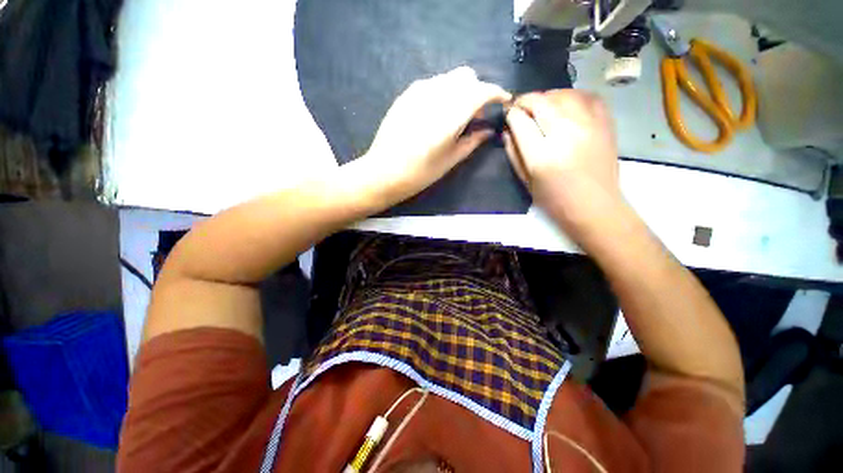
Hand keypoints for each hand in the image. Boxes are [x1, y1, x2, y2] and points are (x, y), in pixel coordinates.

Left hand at [363, 66, 509, 199]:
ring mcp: (418, 91)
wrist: (383, 172)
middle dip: (477, 90)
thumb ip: (472, 141)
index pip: (482, 90)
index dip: (496, 93)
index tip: (503, 101)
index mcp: (451, 114)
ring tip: (455, 115)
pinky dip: (442, 92)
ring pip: (449, 78)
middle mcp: (436, 94)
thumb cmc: (420, 173)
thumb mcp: (450, 161)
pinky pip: (432, 84)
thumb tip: (487, 131)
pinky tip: (436, 113)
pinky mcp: (406, 94)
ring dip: (459, 90)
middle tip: (475, 114)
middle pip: (466, 77)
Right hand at [504, 90, 620, 233]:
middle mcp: (566, 134)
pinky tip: (565, 104)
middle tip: (520, 108)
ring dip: (547, 97)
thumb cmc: (555, 200)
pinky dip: (572, 95)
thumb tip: (507, 131)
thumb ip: (514, 154)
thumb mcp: (526, 182)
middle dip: (525, 101)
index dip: (511, 114)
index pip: (520, 121)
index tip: (507, 115)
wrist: (596, 207)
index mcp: (542, 155)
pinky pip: (587, 96)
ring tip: (541, 106)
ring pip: (563, 94)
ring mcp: (589, 125)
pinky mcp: (606, 123)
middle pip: (541, 102)